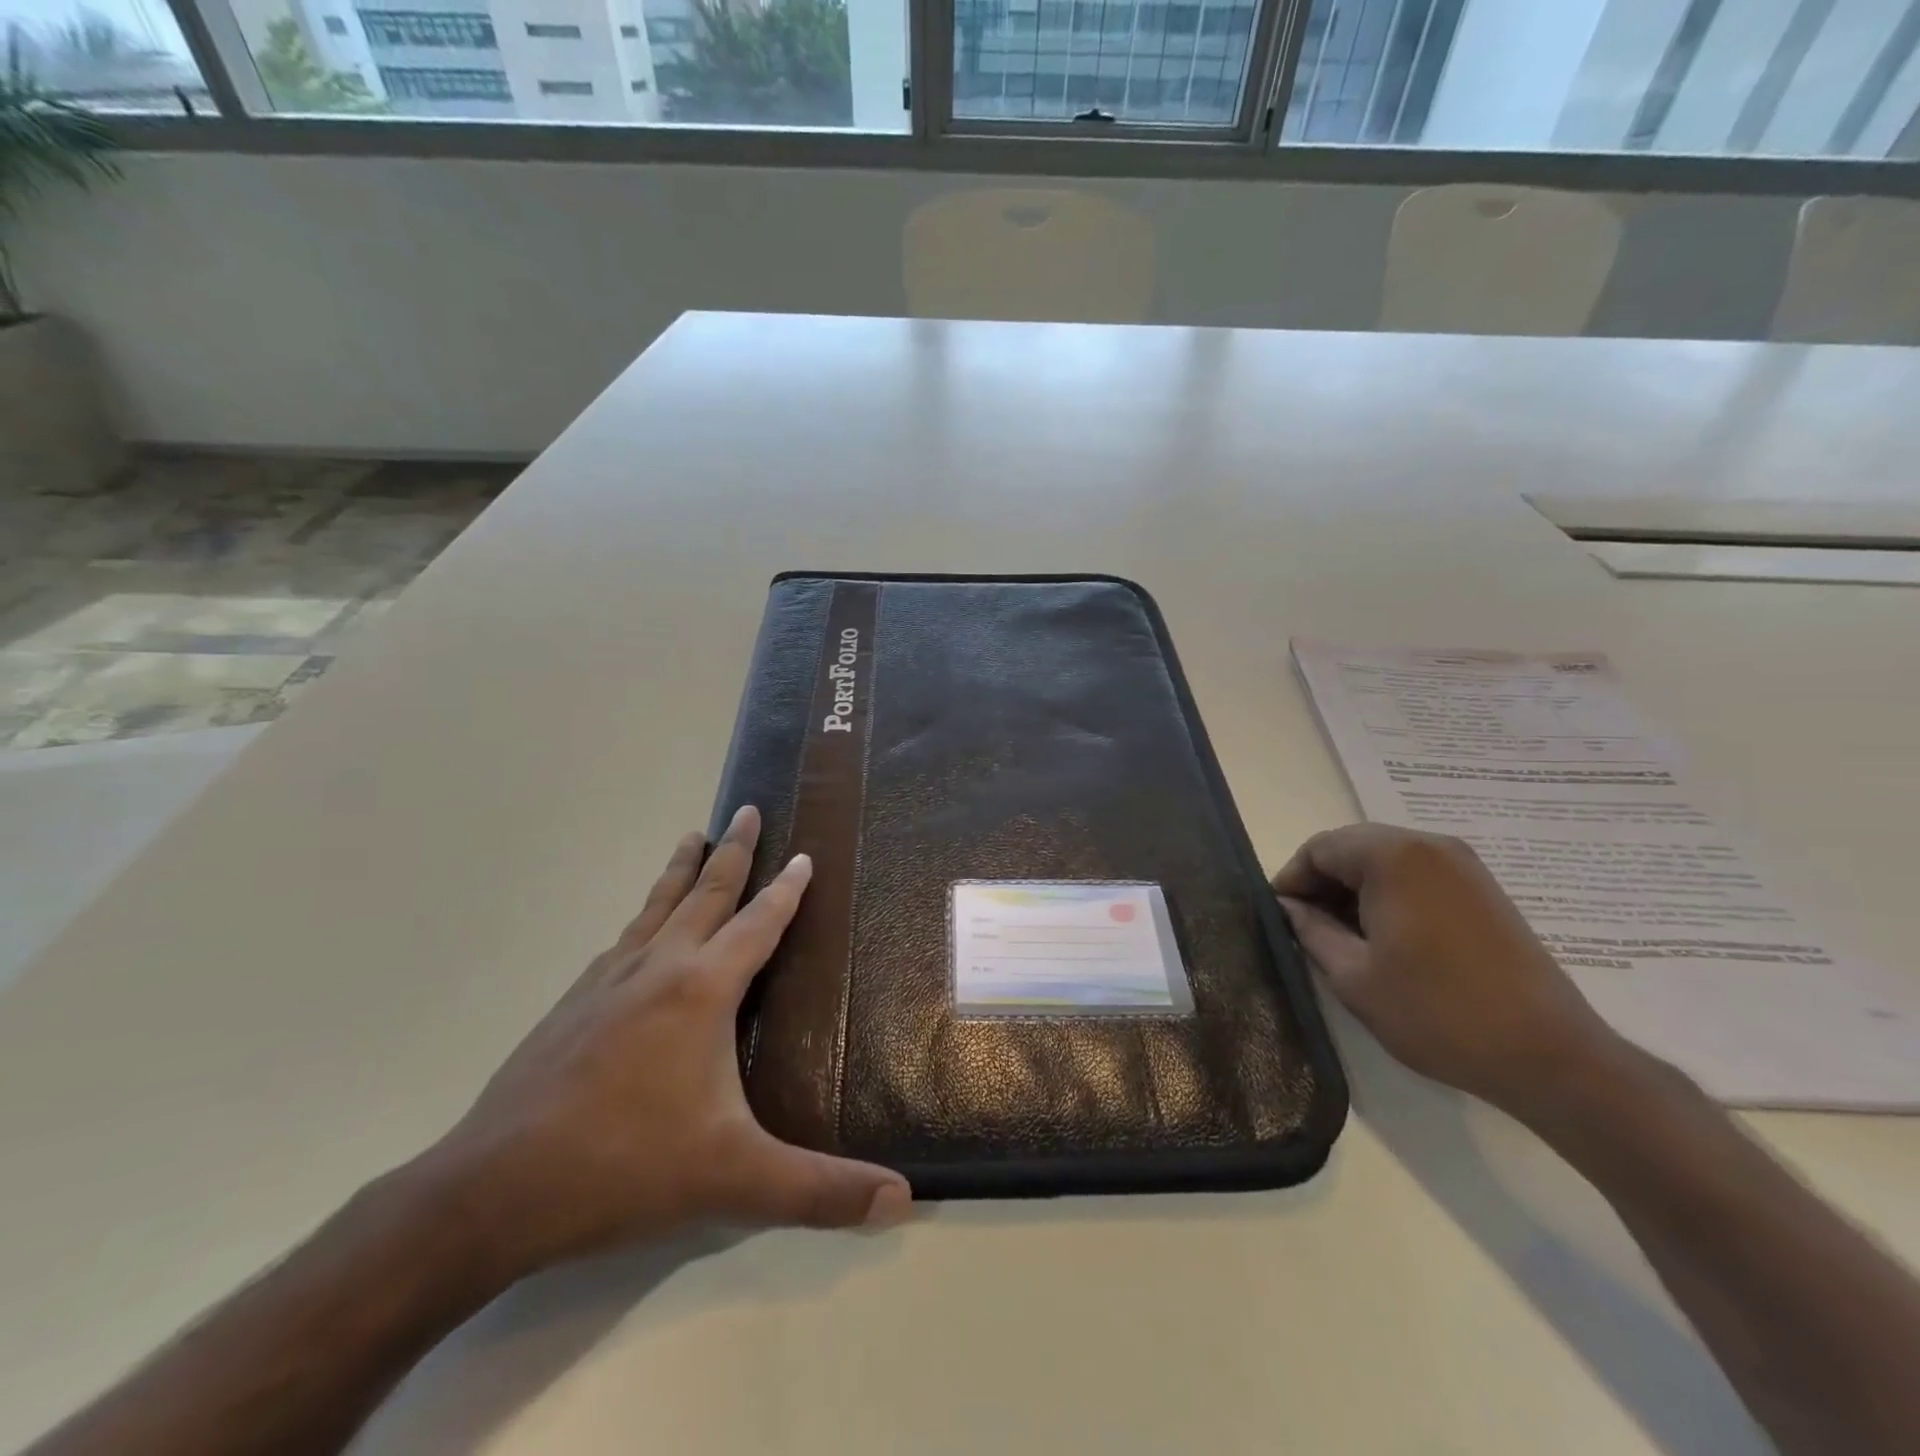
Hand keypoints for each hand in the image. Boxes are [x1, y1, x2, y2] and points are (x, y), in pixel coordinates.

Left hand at [423, 804, 911, 1278]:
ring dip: (681, 870)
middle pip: (705, 893)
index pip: (759, 924)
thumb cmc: (625, 1167)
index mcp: (702, 990)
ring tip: (692, 835)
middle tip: (744, 808)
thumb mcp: (735, 1180)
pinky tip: (639, 929)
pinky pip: (622, 940)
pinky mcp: (572, 1003)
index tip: (803, 855)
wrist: (492, 1191)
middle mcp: (658, 968)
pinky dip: (644, 917)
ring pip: (656, 906)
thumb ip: (820, 1190)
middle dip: (732, 850)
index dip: (786, 890)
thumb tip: (902, 1200)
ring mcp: (607, 981)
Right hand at [1272, 824, 1620, 1115]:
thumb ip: (1311, 931)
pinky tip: (1388, 937)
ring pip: (1385, 859)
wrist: (1549, 1056)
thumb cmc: (1437, 1013)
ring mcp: (1463, 865)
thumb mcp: (1353, 977)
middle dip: (1323, 882)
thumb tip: (1288, 907)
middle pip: (1352, 847)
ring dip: (1356, 888)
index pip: (1319, 848)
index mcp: (1393, 857)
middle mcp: (1429, 845)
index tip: (1281, 917)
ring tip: (1346, 937)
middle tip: (1308, 927)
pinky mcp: (1484, 888)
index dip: (1292, 879)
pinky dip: (1390, 893)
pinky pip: (1417, 874)